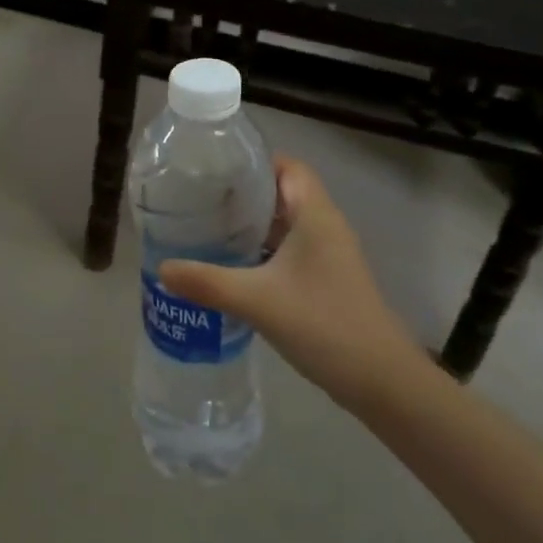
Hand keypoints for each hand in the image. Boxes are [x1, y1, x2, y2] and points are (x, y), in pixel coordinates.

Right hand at [157, 157, 426, 409]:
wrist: (381, 382)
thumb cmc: (323, 324)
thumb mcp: (257, 301)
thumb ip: (207, 282)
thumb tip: (161, 268)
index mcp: (315, 214)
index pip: (286, 165)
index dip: (252, 161)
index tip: (213, 168)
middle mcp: (324, 225)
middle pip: (282, 192)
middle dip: (242, 193)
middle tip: (199, 198)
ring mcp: (328, 255)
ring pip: (285, 223)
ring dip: (251, 223)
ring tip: (208, 227)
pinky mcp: (326, 280)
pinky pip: (289, 250)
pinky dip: (262, 250)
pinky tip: (232, 266)